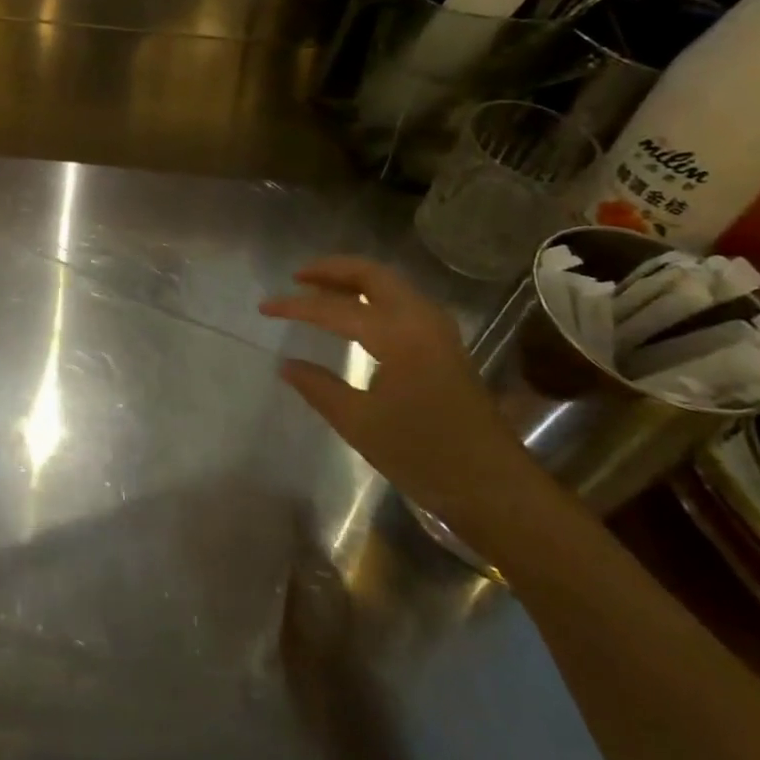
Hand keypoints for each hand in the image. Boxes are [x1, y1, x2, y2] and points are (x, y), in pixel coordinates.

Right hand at [261, 257, 542, 530]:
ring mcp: (438, 331)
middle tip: (297, 278)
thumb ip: (319, 388)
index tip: (263, 308)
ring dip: (354, 280)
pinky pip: (403, 302)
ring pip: (391, 285)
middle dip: (332, 270)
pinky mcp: (446, 346)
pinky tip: (356, 314)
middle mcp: (420, 320)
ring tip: (320, 290)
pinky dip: (374, 296)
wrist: (496, 489)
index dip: (295, 306)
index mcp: (397, 335)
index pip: (335, 308)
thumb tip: (287, 365)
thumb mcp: (360, 425)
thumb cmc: (424, 456)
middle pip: (372, 275)